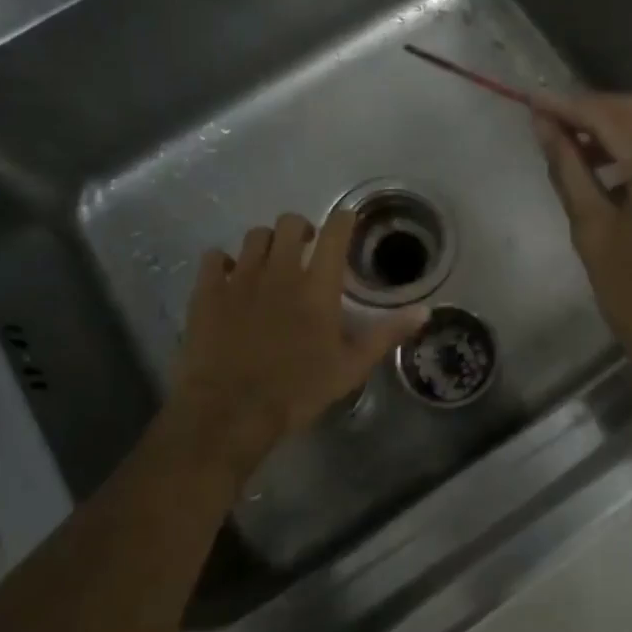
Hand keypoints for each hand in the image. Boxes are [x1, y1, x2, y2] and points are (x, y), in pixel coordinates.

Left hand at [164, 209, 427, 484]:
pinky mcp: (207, 292)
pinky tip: (230, 278)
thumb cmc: (297, 391)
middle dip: (302, 228)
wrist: (229, 412)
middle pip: (290, 223)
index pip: (336, 232)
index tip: (347, 222)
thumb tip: (424, 311)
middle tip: (306, 248)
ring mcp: (239, 279)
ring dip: (267, 244)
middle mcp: (280, 271)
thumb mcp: (351, 367)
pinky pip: (214, 257)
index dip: (344, 219)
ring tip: (271, 264)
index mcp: (317, 286)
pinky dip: (225, 262)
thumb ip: (387, 334)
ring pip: (254, 236)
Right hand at [535, 93, 631, 404]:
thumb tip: (545, 125)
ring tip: (575, 147)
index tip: (530, 101)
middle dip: (593, 113)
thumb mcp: (594, 233)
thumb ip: (570, 169)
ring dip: (619, 131)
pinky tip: (616, 168)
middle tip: (548, 124)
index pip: (612, 115)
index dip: (567, 106)